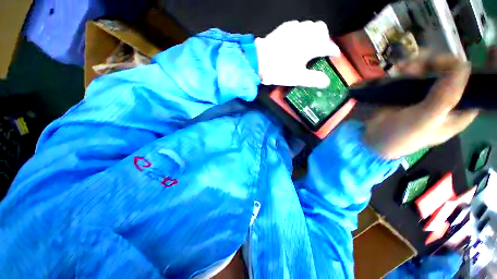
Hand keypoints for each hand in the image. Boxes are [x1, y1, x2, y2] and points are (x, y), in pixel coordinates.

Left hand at [255, 20, 339, 87]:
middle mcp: (305, 34)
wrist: (259, 61)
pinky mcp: (284, 28)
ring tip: (308, 45)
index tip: (335, 55)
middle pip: (322, 29)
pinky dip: (300, 31)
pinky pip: (297, 25)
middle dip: (324, 37)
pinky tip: (295, 40)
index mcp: (311, 46)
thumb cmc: (279, 71)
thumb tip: (326, 82)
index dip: (333, 51)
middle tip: (320, 48)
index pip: (328, 46)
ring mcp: (294, 29)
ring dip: (313, 33)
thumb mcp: (297, 78)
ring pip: (310, 25)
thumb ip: (313, 79)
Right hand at [365, 53, 478, 158]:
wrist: (371, 137)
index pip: (471, 84)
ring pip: (432, 67)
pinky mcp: (409, 90)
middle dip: (434, 64)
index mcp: (457, 111)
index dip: (460, 71)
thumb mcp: (424, 120)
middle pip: (450, 71)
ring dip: (418, 64)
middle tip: (415, 67)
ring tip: (401, 69)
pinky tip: (397, 70)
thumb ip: (445, 98)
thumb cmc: (400, 135)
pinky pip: (414, 71)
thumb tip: (464, 66)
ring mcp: (427, 92)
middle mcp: (445, 99)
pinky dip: (406, 67)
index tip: (441, 66)